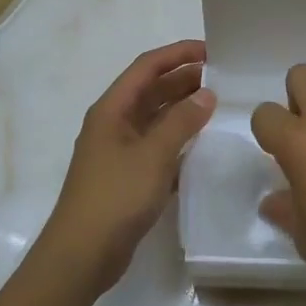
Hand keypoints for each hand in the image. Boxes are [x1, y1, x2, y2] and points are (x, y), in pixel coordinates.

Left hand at [41, 40, 215, 296]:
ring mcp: (119, 151)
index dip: (177, 54)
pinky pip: (157, 147)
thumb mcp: (153, 155)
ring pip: (155, 119)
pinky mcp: (127, 177)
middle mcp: (114, 124)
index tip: (211, 51)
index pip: (146, 67)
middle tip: (222, 79)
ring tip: (218, 106)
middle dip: (183, 80)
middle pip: (151, 91)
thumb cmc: (115, 197)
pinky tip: (202, 145)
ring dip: (182, 110)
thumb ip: (182, 122)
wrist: (82, 255)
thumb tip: (207, 94)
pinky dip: (178, 141)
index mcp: (112, 109)